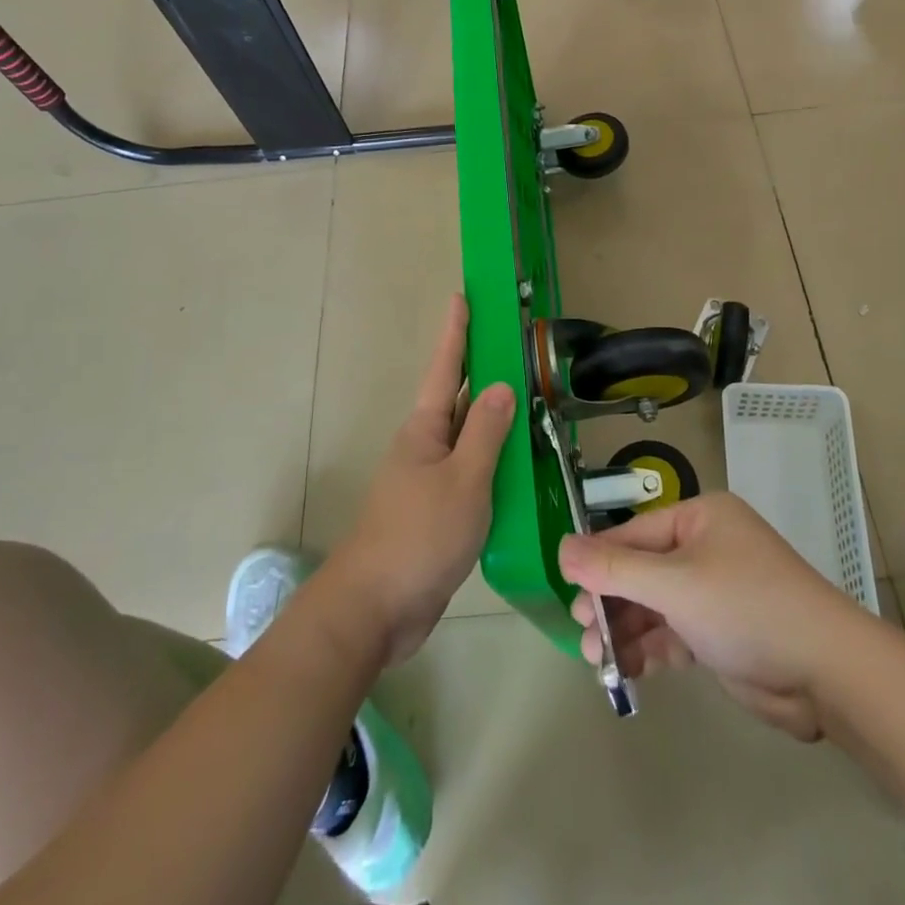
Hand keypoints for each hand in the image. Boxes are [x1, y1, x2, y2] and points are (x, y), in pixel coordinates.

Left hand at [329, 296, 515, 666]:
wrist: (376, 608)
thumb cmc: (419, 535)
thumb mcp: (463, 480)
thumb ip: (485, 432)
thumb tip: (501, 385)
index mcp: (424, 430)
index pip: (445, 368)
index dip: (456, 332)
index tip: (462, 296)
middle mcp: (425, 447)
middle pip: (457, 398)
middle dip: (481, 370)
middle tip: (513, 344)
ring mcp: (430, 480)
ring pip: (468, 438)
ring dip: (493, 419)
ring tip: (529, 400)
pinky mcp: (439, 512)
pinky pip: (472, 473)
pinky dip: (495, 462)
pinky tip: (519, 468)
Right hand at [559, 493, 855, 740]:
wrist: (827, 674)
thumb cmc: (746, 608)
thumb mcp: (675, 584)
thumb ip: (615, 569)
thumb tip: (561, 548)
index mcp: (700, 519)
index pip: (634, 534)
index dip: (599, 563)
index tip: (569, 594)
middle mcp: (706, 547)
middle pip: (642, 570)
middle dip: (611, 602)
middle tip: (584, 633)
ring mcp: (715, 591)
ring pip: (655, 605)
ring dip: (627, 631)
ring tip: (598, 661)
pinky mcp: (721, 632)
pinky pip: (674, 631)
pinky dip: (652, 649)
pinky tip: (629, 671)